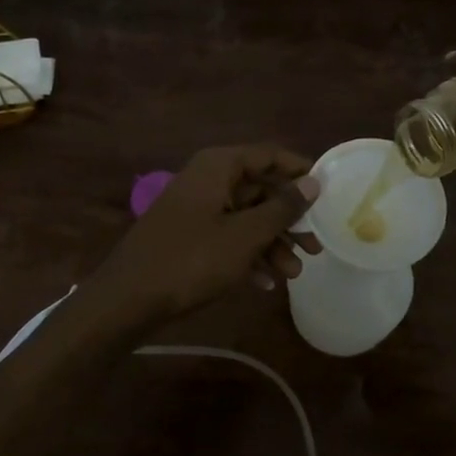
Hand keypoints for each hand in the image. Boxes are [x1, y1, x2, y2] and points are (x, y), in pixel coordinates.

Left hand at [92, 144, 319, 325]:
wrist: (128, 300)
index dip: (299, 170)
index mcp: (218, 167)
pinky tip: (266, 283)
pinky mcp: (188, 236)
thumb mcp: (245, 235)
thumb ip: (282, 208)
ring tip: (295, 273)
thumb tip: (314, 182)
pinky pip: (228, 236)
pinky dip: (248, 255)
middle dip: (289, 219)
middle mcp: (207, 180)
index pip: (268, 155)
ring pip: (245, 217)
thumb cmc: (191, 259)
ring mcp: (196, 209)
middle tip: (316, 245)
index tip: (328, 191)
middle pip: (259, 189)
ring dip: (272, 243)